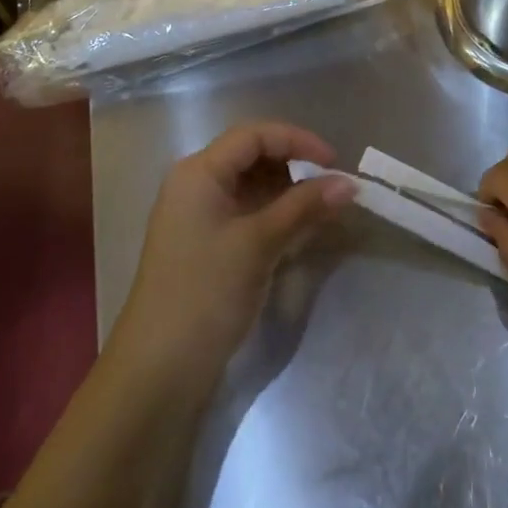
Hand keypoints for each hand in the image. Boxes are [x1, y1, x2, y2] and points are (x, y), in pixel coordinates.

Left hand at [107, 122, 355, 387]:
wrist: (158, 372)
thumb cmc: (206, 293)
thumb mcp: (259, 244)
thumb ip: (304, 207)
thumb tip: (350, 183)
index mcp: (199, 172)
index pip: (255, 135)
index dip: (298, 140)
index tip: (335, 162)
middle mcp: (196, 185)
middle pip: (253, 157)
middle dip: (295, 166)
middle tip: (332, 187)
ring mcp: (199, 216)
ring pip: (252, 186)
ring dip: (288, 193)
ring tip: (323, 210)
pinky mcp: (206, 245)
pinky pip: (247, 213)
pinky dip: (275, 216)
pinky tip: (301, 231)